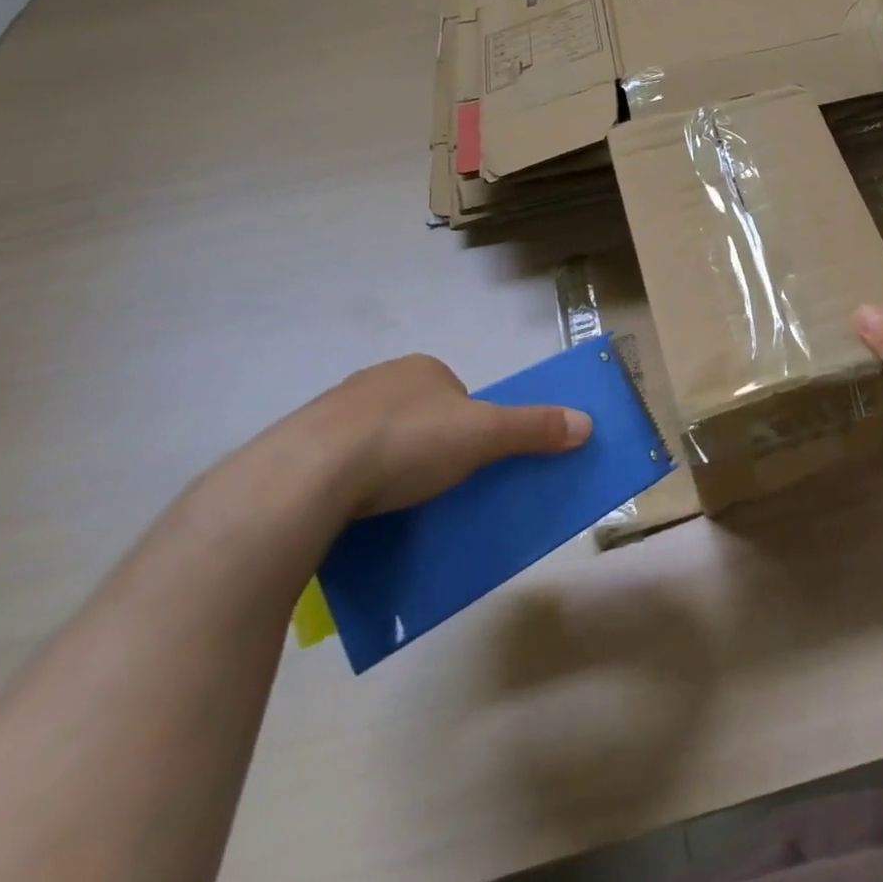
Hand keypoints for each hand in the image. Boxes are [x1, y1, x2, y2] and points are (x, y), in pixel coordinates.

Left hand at [295, 354, 590, 516]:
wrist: (305, 477)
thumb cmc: (407, 442)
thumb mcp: (484, 435)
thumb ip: (534, 428)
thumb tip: (587, 423)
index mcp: (421, 369)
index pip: (456, 393)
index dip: (468, 425)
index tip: (467, 461)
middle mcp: (376, 380)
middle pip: (417, 414)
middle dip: (427, 445)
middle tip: (433, 486)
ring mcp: (330, 412)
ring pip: (374, 438)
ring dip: (385, 465)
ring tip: (391, 505)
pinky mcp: (295, 448)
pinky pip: (335, 463)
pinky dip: (348, 483)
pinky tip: (351, 512)